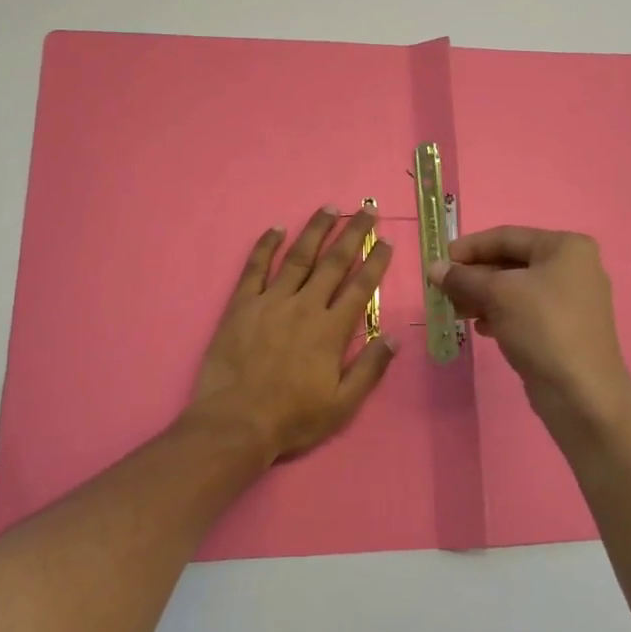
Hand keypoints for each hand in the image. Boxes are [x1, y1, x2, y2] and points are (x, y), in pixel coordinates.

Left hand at [191, 205, 398, 462]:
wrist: (235, 423)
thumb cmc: (292, 418)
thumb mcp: (342, 405)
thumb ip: (370, 369)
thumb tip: (395, 338)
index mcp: (331, 330)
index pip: (360, 286)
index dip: (376, 262)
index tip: (387, 241)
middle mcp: (304, 306)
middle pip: (333, 262)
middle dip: (353, 233)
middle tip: (367, 210)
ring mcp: (270, 302)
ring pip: (298, 257)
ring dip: (315, 230)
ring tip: (330, 208)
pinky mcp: (241, 305)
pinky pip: (254, 268)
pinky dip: (265, 246)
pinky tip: (276, 229)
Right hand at [429, 226, 630, 438]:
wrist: (581, 393)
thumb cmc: (542, 328)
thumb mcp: (497, 295)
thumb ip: (463, 278)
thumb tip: (434, 269)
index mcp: (566, 247)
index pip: (506, 236)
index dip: (469, 247)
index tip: (440, 262)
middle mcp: (573, 267)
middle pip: (511, 262)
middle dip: (474, 276)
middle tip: (443, 291)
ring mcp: (572, 300)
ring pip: (516, 289)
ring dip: (483, 297)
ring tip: (457, 312)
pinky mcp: (565, 329)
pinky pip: (525, 312)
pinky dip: (500, 315)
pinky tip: (481, 328)